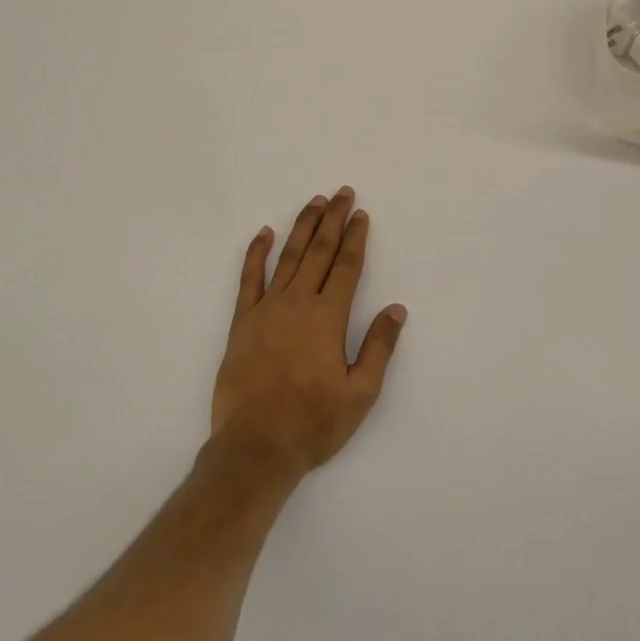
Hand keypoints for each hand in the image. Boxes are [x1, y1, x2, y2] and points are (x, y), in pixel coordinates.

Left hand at [210, 188, 406, 482]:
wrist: (255, 447)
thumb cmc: (313, 424)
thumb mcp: (360, 394)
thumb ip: (379, 347)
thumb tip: (397, 309)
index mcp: (328, 318)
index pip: (347, 266)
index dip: (356, 238)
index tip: (361, 214)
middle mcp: (299, 303)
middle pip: (320, 251)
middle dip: (333, 219)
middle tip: (342, 193)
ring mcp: (267, 309)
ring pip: (288, 257)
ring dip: (303, 227)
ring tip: (315, 202)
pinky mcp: (242, 321)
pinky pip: (249, 279)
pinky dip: (256, 253)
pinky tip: (264, 233)